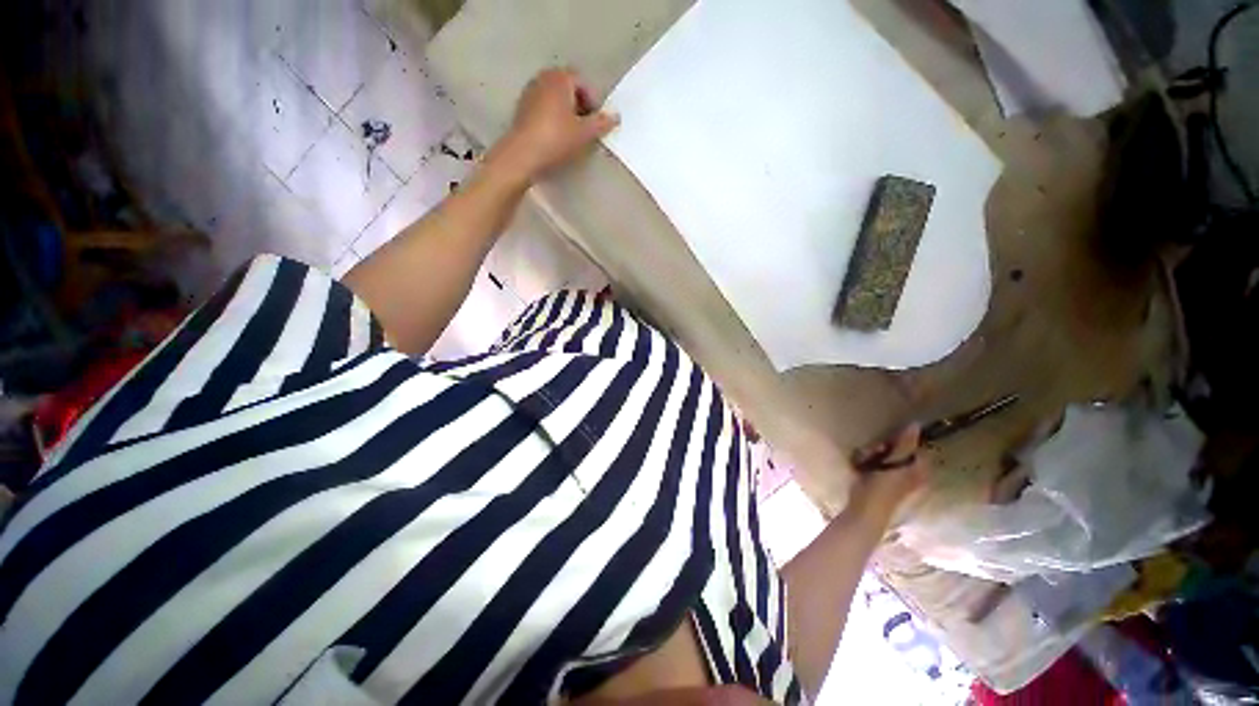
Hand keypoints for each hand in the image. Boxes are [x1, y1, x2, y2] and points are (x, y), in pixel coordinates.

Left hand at [490, 68, 620, 183]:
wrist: (523, 154)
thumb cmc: (556, 139)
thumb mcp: (584, 133)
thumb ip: (601, 123)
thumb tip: (615, 117)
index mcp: (560, 78)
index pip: (583, 82)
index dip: (593, 101)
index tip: (596, 122)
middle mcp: (543, 78)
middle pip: (568, 88)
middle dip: (579, 105)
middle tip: (586, 127)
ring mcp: (530, 92)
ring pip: (555, 98)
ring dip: (566, 112)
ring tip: (572, 134)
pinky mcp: (521, 108)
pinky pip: (543, 107)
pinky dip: (552, 117)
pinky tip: (555, 136)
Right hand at [849, 425, 929, 521]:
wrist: (864, 511)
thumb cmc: (883, 490)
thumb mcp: (895, 464)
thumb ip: (905, 445)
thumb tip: (916, 424)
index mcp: (919, 471)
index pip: (915, 447)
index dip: (902, 441)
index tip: (888, 442)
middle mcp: (909, 473)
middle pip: (897, 449)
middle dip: (882, 447)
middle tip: (874, 450)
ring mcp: (892, 476)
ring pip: (882, 454)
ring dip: (870, 453)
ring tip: (863, 459)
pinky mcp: (877, 479)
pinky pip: (872, 462)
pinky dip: (865, 461)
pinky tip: (858, 465)